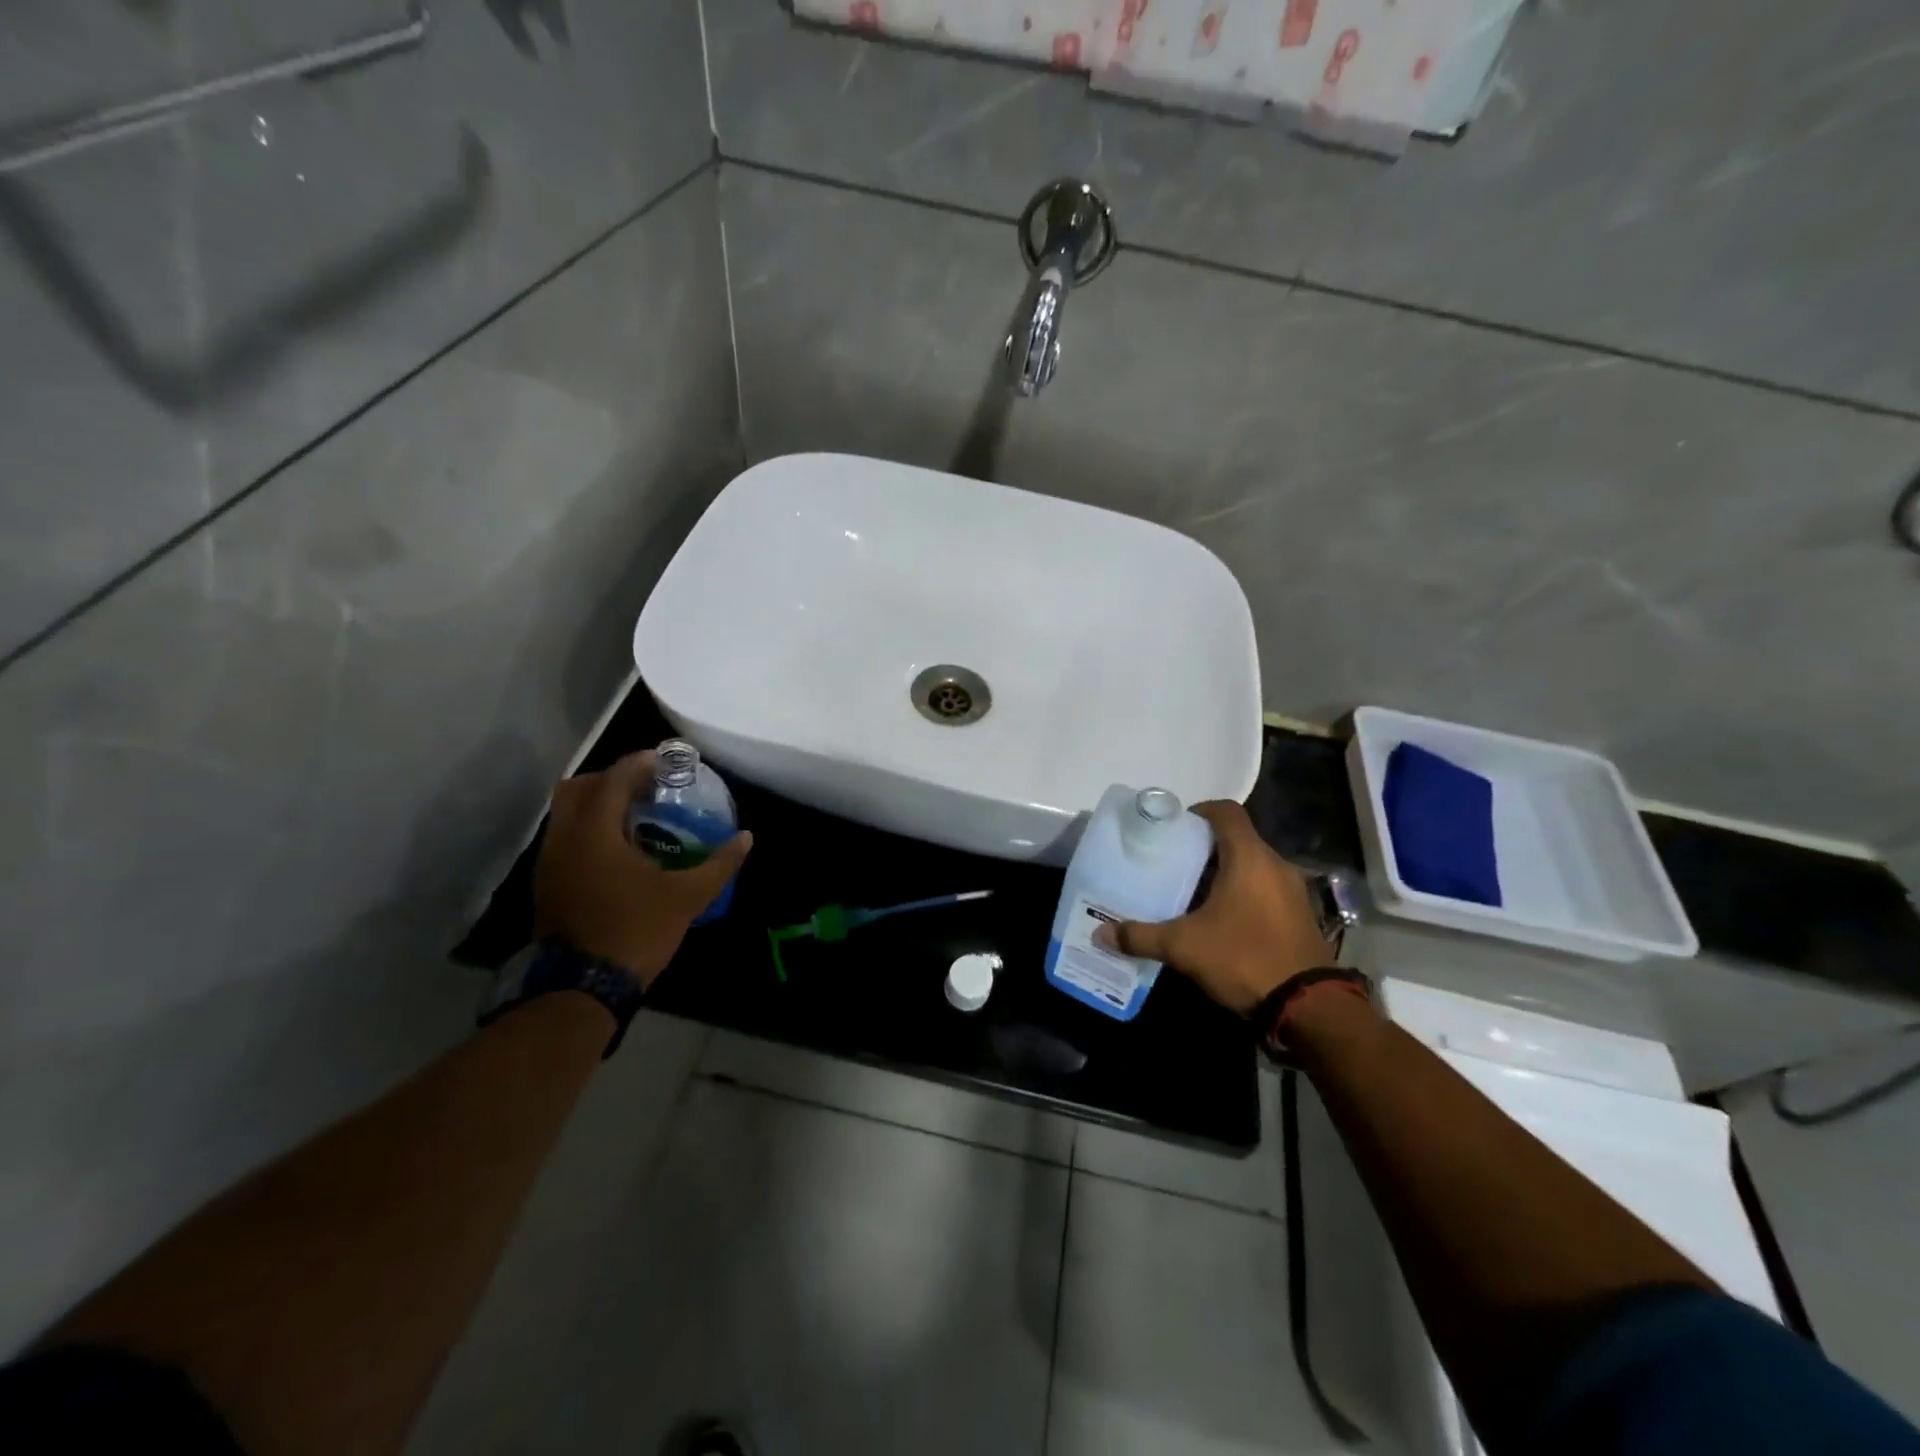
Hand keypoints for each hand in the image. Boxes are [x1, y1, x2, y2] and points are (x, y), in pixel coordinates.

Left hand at [533, 751, 751, 987]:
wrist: (581, 987)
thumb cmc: (636, 931)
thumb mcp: (687, 897)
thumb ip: (719, 864)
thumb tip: (746, 838)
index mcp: (595, 832)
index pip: (615, 778)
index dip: (641, 763)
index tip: (667, 762)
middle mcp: (565, 837)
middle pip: (580, 786)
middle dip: (613, 778)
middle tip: (647, 787)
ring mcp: (550, 861)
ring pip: (566, 813)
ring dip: (598, 804)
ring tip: (635, 816)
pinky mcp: (546, 883)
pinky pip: (564, 837)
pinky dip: (588, 828)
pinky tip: (618, 850)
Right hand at [1099, 801, 1336, 1014]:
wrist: (1309, 1007)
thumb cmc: (1243, 957)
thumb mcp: (1184, 947)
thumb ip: (1141, 936)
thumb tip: (1101, 934)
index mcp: (1249, 857)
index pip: (1225, 811)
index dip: (1199, 811)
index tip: (1174, 828)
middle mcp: (1275, 864)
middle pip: (1237, 839)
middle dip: (1205, 848)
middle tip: (1173, 863)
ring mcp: (1293, 890)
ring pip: (1252, 866)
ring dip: (1225, 872)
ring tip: (1192, 892)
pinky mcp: (1300, 915)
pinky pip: (1266, 889)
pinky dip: (1243, 893)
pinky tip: (1221, 919)